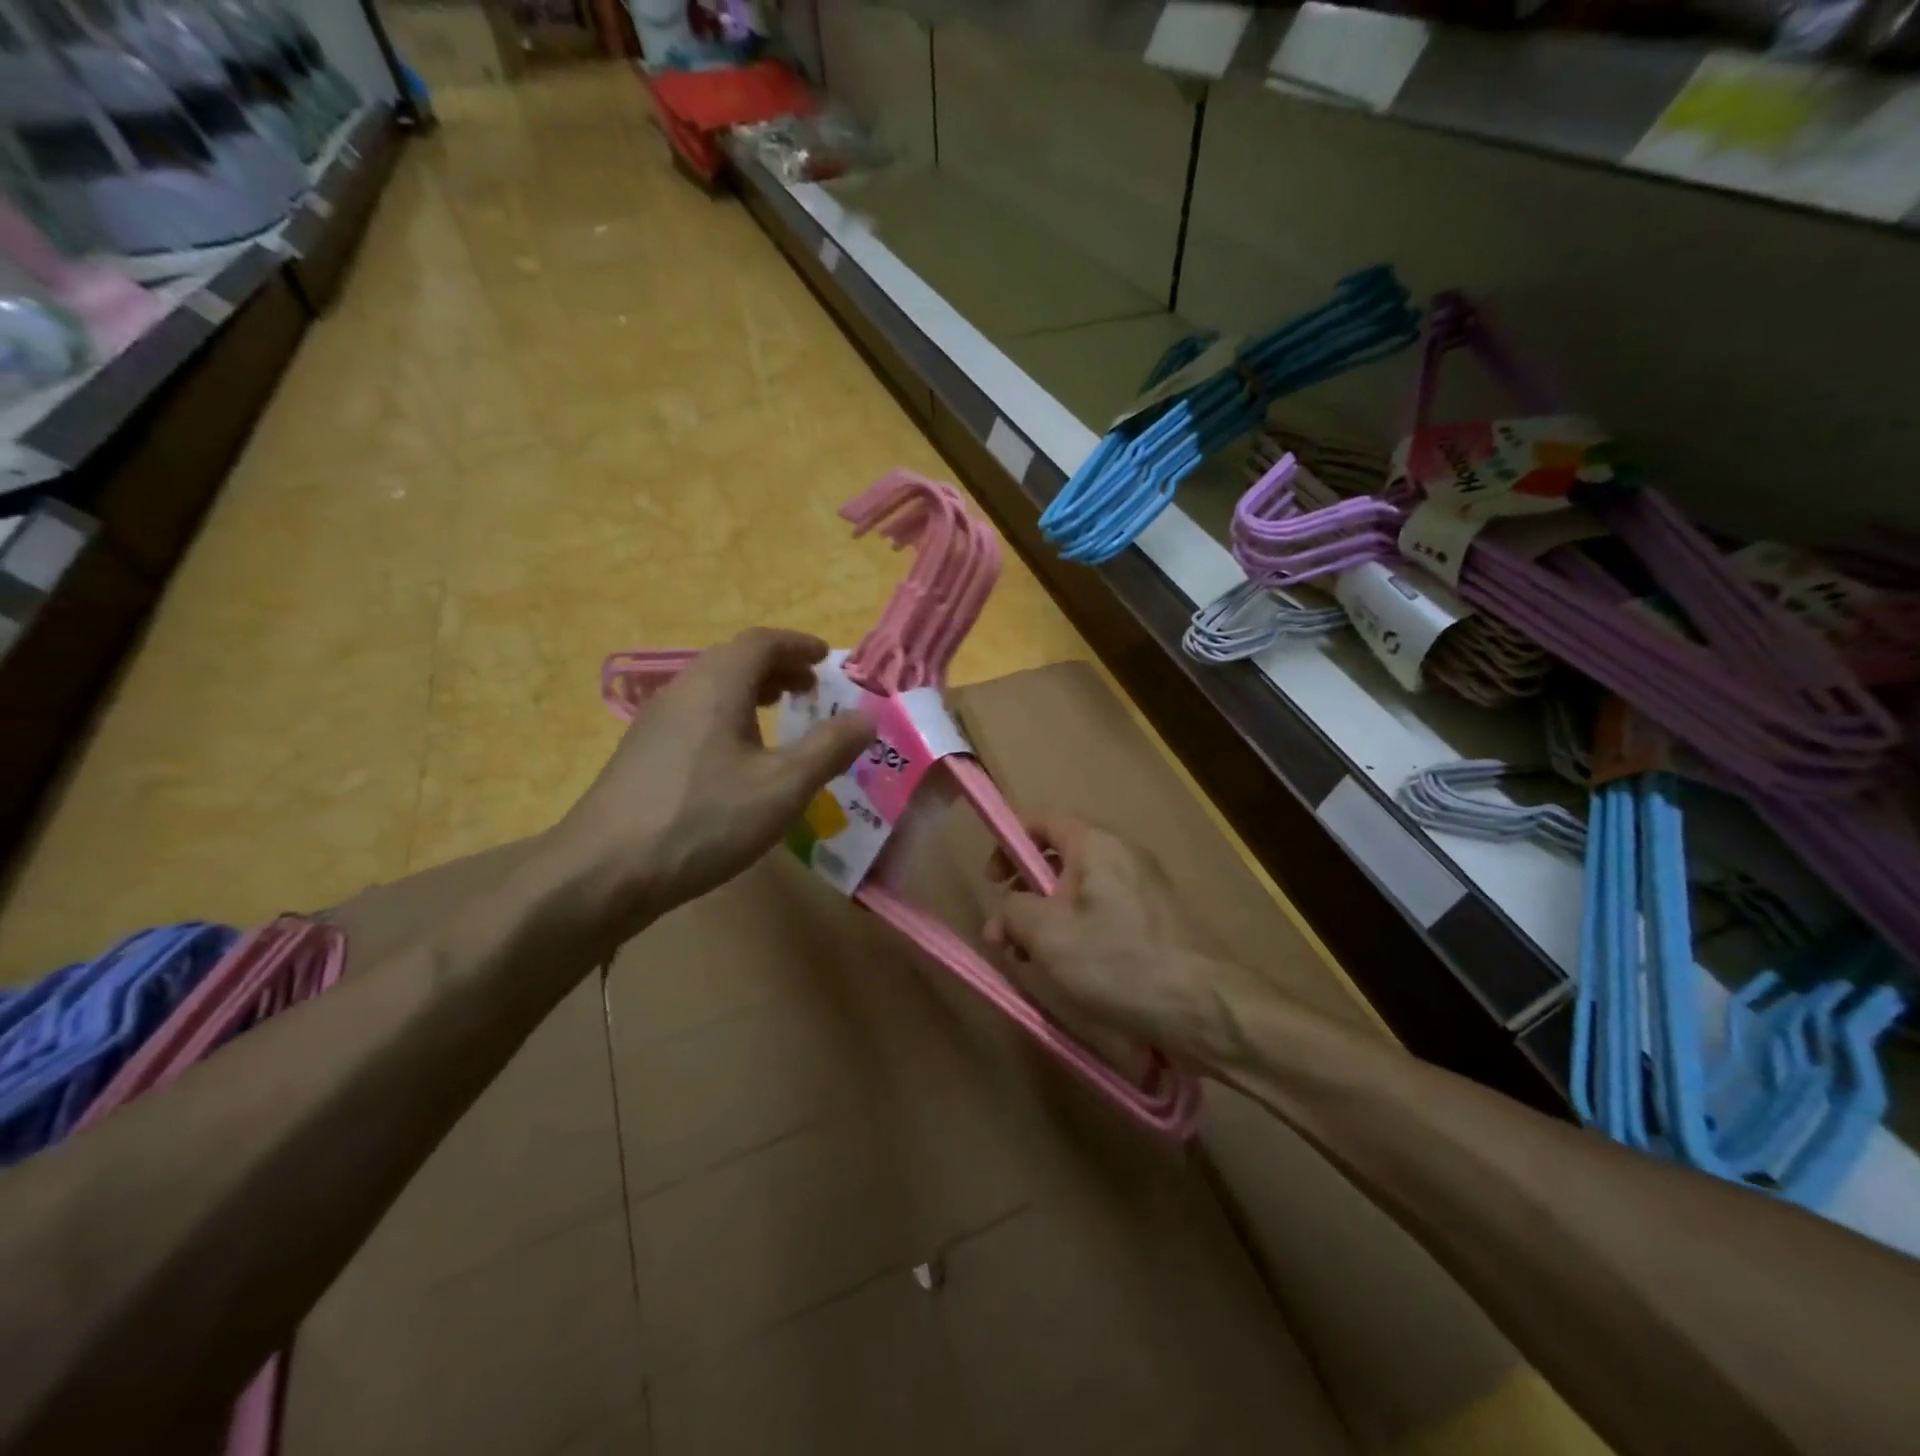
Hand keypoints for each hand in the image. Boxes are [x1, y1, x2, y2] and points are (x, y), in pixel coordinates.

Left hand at [556, 628, 872, 937]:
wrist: (604, 871)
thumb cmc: (703, 819)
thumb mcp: (783, 787)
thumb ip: (829, 748)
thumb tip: (867, 718)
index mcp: (717, 684)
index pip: (761, 642)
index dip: (798, 645)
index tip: (826, 658)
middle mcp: (683, 691)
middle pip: (734, 661)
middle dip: (778, 669)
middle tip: (811, 690)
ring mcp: (655, 723)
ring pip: (712, 690)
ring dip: (752, 694)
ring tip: (780, 718)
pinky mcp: (642, 755)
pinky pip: (696, 717)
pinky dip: (728, 718)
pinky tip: (738, 760)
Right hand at [984, 816, 1262, 1065]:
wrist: (1207, 1008)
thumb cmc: (1120, 961)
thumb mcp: (1049, 935)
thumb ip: (1013, 914)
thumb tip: (1004, 915)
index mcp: (1096, 845)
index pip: (1043, 820)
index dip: (1010, 841)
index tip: (992, 881)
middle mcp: (1122, 856)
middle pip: (1059, 859)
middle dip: (1025, 894)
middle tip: (1006, 935)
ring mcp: (1143, 890)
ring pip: (1080, 893)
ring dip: (1049, 921)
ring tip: (1033, 962)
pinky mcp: (1156, 923)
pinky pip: (1104, 915)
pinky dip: (1078, 935)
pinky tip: (1071, 973)